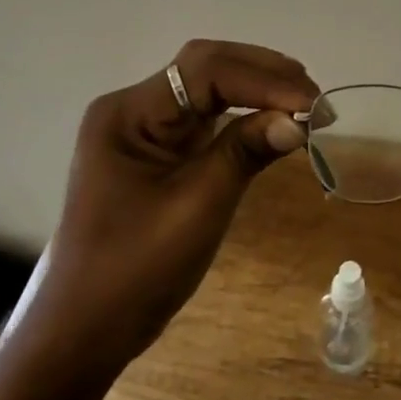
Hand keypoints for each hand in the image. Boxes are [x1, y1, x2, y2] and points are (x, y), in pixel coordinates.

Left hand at [26, 39, 318, 371]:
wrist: (85, 330)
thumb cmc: (134, 271)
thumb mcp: (196, 208)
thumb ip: (244, 154)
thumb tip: (298, 121)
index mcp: (128, 113)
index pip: (204, 71)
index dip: (263, 81)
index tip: (312, 104)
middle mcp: (134, 108)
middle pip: (205, 68)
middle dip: (263, 75)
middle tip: (315, 97)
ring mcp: (145, 130)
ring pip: (208, 89)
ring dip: (257, 90)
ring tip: (304, 103)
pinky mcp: (158, 153)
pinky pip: (206, 120)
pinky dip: (243, 116)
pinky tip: (274, 122)